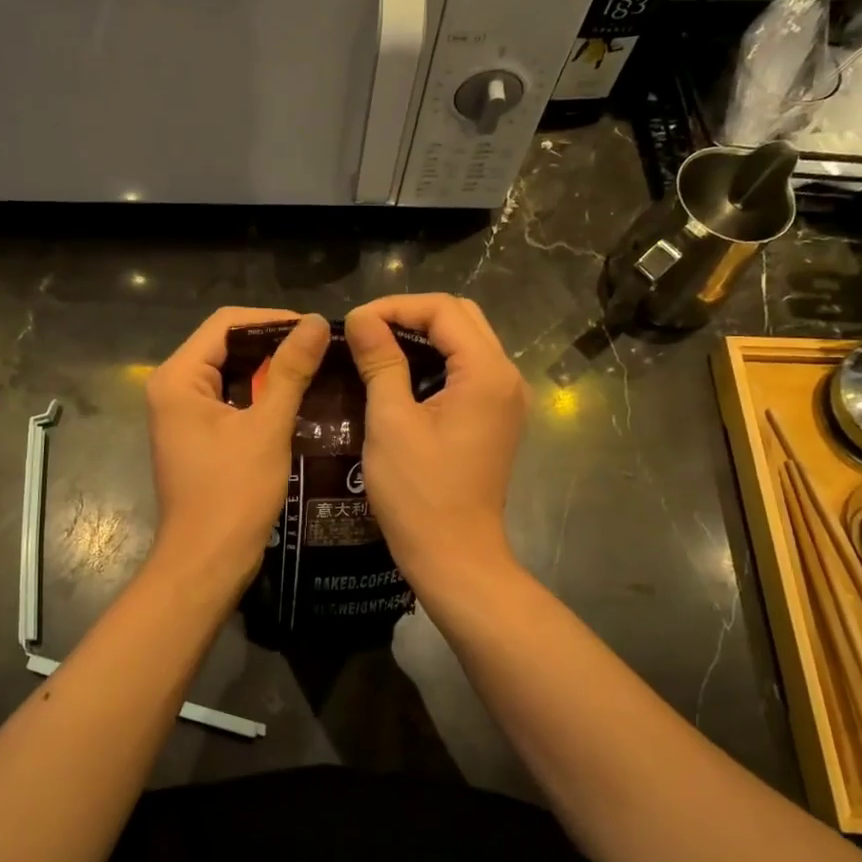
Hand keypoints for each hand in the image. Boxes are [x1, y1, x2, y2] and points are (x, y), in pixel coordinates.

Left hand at [144, 307, 329, 598]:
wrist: (206, 563)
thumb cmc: (233, 494)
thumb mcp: (266, 428)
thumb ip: (290, 371)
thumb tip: (317, 323)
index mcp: (178, 378)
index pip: (226, 323)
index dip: (273, 320)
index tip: (317, 330)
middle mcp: (174, 388)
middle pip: (227, 345)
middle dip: (274, 344)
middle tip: (322, 349)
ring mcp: (183, 413)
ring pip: (231, 372)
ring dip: (270, 369)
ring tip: (317, 368)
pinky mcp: (198, 435)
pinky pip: (231, 399)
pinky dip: (261, 395)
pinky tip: (298, 398)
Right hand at [344, 295, 528, 597]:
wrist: (455, 556)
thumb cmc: (419, 492)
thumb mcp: (390, 422)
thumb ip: (380, 362)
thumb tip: (361, 318)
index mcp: (486, 373)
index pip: (443, 310)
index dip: (395, 306)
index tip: (354, 323)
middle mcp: (507, 377)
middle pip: (461, 317)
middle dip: (411, 315)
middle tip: (366, 332)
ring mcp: (507, 398)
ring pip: (467, 340)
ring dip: (424, 336)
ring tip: (379, 347)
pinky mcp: (498, 417)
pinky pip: (469, 368)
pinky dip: (437, 360)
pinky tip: (403, 375)